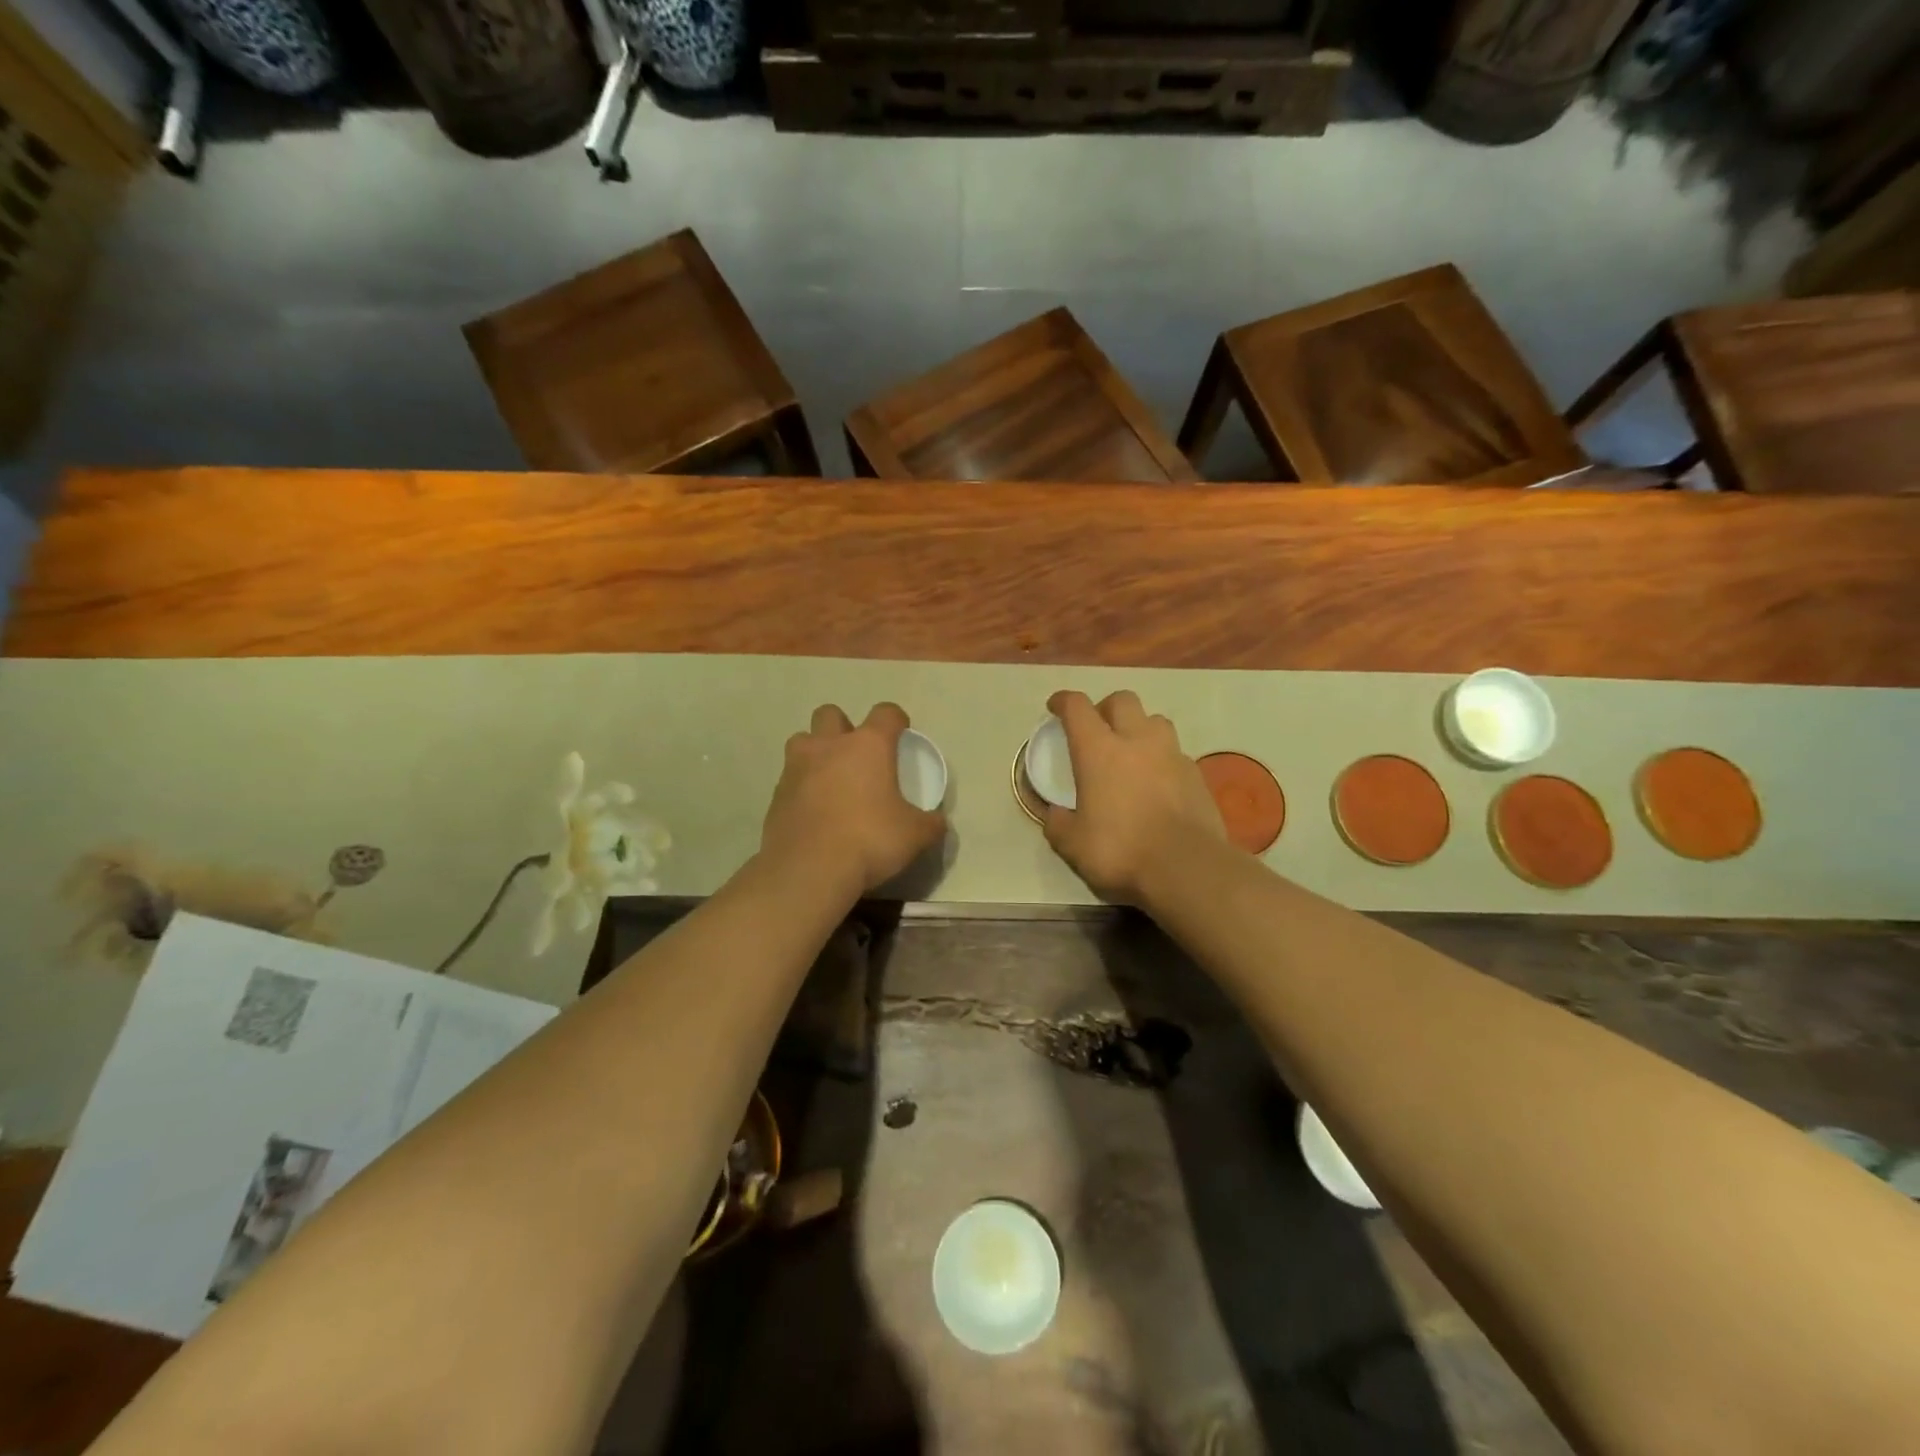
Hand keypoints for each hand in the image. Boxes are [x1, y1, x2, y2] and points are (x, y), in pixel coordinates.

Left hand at [762, 702, 945, 899]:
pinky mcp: (776, 794)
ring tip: (829, 779)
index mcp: (868, 745)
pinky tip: (814, 812)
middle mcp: (829, 746)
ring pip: (802, 740)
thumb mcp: (915, 836)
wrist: (808, 869)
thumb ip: (930, 823)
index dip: (896, 720)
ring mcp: (796, 768)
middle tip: (856, 755)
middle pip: (830, 714)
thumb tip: (937, 821)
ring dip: (815, 752)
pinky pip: (790, 778)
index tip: (901, 735)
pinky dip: (802, 787)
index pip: (886, 713)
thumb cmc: (869, 840)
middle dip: (843, 727)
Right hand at [1042, 689, 1224, 904]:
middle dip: (1105, 708)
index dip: (1063, 701)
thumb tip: (1055, 813)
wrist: (1187, 867)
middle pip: (1122, 700)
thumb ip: (1058, 823)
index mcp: (1098, 750)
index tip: (1055, 707)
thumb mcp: (1072, 844)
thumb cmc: (1120, 850)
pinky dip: (1162, 758)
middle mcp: (1136, 740)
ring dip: (1139, 727)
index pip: (1077, 707)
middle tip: (1097, 729)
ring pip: (1155, 720)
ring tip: (1132, 751)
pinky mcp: (1196, 774)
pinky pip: (1175, 752)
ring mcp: (1171, 754)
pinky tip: (1157, 782)